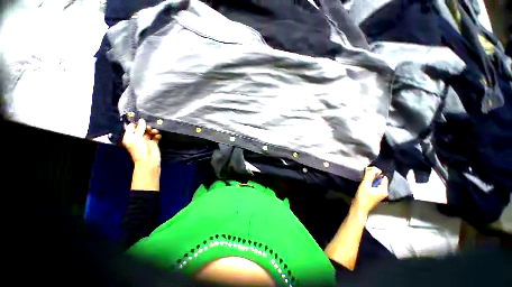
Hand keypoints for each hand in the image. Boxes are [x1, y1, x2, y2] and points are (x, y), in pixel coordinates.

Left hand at [122, 118, 161, 166]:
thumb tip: (142, 120)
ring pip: (149, 132)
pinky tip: (158, 136)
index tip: (142, 121)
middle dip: (146, 127)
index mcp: (129, 136)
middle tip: (149, 127)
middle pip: (142, 128)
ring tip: (155, 132)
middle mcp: (137, 138)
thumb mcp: (137, 137)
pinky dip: (157, 135)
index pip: (132, 127)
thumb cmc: (139, 149)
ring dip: (153, 130)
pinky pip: (156, 136)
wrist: (148, 161)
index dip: (137, 123)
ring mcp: (146, 140)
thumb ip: (140, 128)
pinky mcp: (153, 143)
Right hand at [353, 167, 388, 213]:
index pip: (383, 177)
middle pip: (380, 181)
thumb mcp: (365, 184)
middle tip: (365, 178)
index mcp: (384, 190)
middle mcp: (384, 192)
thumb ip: (370, 176)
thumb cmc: (363, 197)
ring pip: (376, 184)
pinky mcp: (374, 196)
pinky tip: (364, 186)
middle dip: (373, 178)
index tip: (368, 174)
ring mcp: (379, 195)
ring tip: (364, 182)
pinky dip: (369, 185)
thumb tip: (374, 168)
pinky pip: (373, 187)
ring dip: (370, 181)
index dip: (376, 174)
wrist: (359, 208)